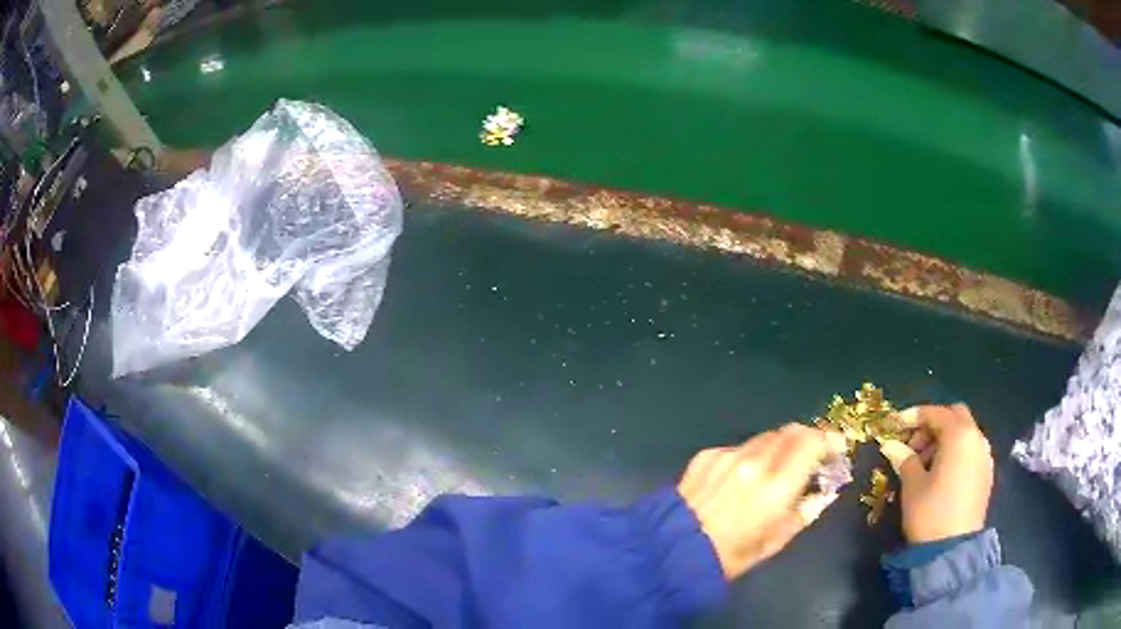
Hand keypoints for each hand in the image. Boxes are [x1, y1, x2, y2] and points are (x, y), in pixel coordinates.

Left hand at [677, 424, 844, 578]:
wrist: (671, 551)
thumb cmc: (731, 556)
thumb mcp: (776, 541)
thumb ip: (805, 511)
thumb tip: (823, 492)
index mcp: (776, 485)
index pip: (811, 441)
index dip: (828, 441)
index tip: (835, 450)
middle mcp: (754, 461)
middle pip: (790, 432)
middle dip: (806, 440)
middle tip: (811, 457)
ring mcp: (727, 455)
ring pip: (765, 438)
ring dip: (779, 448)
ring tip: (776, 470)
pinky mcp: (706, 456)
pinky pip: (738, 448)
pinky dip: (749, 457)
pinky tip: (741, 479)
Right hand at [879, 404, 992, 543]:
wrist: (952, 549)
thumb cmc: (930, 512)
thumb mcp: (912, 485)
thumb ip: (904, 458)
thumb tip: (891, 445)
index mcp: (959, 435)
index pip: (935, 413)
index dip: (913, 416)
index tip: (894, 426)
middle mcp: (976, 438)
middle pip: (955, 416)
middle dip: (933, 424)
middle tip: (913, 444)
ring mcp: (984, 456)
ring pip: (964, 433)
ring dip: (944, 439)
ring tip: (924, 463)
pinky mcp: (986, 473)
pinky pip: (970, 450)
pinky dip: (955, 452)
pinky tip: (941, 475)